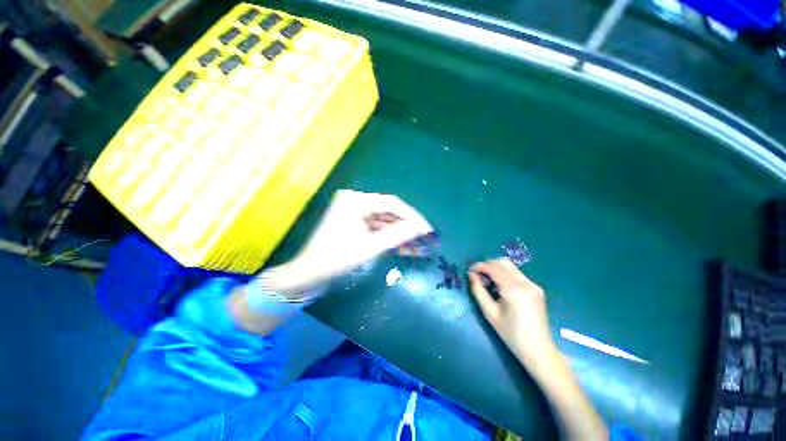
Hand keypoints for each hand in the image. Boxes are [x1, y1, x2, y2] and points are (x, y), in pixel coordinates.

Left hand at [268, 190, 432, 291]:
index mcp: (355, 201)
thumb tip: (422, 228)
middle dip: (406, 226)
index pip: (391, 203)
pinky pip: (376, 225)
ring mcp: (354, 210)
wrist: (308, 273)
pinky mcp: (354, 220)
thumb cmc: (335, 260)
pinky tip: (401, 246)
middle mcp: (355, 200)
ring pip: (384, 219)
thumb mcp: (369, 248)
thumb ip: (397, 236)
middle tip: (424, 239)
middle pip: (388, 210)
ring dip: (399, 232)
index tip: (427, 230)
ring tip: (416, 245)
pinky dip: (388, 235)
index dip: (412, 216)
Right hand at [468, 258, 557, 369]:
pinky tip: (500, 288)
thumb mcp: (490, 313)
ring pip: (510, 267)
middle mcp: (526, 283)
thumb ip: (478, 291)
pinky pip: (517, 274)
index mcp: (514, 290)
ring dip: (496, 269)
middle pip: (503, 262)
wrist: (538, 350)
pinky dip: (505, 275)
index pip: (494, 268)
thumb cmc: (511, 334)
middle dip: (488, 265)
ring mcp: (533, 285)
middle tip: (478, 276)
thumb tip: (471, 275)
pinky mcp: (536, 289)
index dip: (479, 266)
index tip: (469, 271)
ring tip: (487, 283)